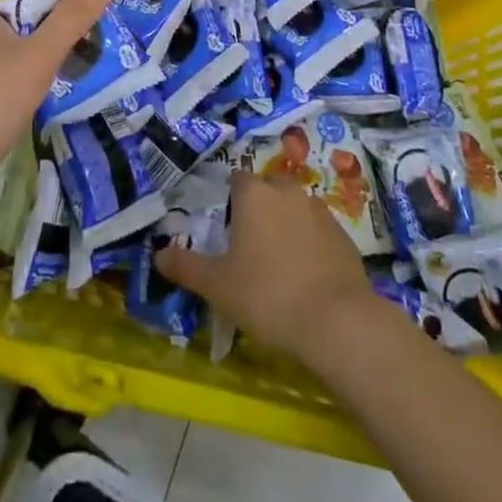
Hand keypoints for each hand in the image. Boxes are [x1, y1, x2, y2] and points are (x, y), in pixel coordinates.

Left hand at [0, 0, 115, 187]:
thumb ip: (72, 15)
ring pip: (30, 37)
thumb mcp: (38, 55)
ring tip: (109, 33)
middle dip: (70, 7)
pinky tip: (80, 70)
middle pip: (32, 5)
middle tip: (117, 3)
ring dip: (63, 38)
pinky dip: (50, 65)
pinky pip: (26, 65)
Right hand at [156, 170, 375, 359]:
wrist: (337, 322)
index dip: (230, 197)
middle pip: (269, 188)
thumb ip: (187, 267)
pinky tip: (307, 275)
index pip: (237, 178)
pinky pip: (319, 230)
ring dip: (287, 223)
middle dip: (260, 206)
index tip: (225, 223)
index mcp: (255, 195)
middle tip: (250, 242)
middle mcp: (287, 192)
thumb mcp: (218, 287)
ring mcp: (319, 210)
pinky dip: (311, 243)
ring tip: (279, 260)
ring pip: (296, 207)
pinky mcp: (344, 235)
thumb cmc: (268, 296)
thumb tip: (158, 255)